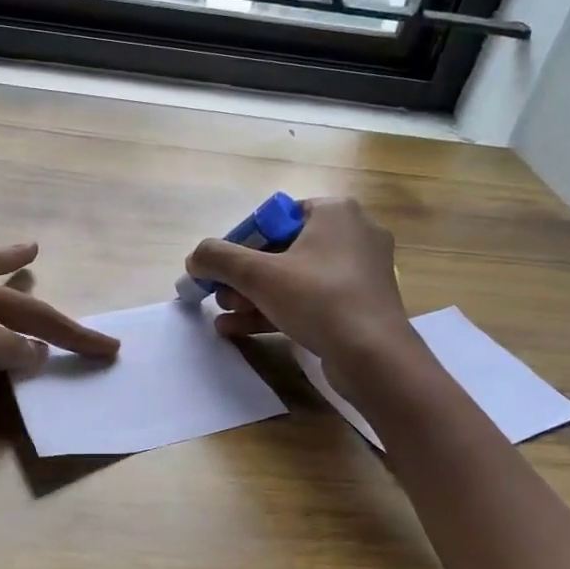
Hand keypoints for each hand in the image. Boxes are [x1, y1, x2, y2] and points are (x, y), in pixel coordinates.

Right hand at [183, 197, 412, 367]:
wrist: (374, 357)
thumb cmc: (318, 299)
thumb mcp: (258, 274)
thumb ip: (219, 258)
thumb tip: (194, 258)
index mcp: (335, 212)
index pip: (275, 218)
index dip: (240, 243)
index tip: (220, 269)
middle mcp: (353, 233)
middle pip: (282, 250)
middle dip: (244, 277)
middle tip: (220, 296)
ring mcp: (360, 271)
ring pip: (295, 278)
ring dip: (254, 296)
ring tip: (224, 316)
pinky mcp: (361, 304)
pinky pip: (312, 300)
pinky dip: (278, 310)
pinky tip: (241, 329)